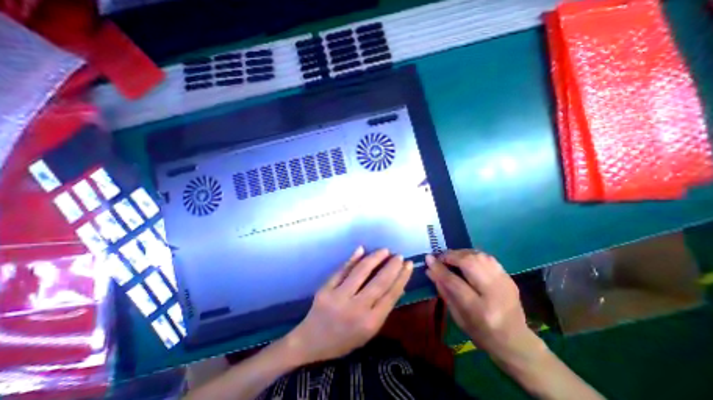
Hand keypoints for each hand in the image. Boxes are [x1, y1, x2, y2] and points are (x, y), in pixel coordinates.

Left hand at [283, 247, 411, 364]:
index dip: (402, 277)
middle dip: (392, 266)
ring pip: (361, 272)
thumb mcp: (369, 331)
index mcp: (370, 323)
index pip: (391, 295)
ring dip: (375, 258)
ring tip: (385, 250)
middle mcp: (356, 309)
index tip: (408, 265)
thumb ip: (383, 308)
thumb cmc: (344, 339)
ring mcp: (339, 297)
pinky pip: (342, 270)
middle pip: (379, 282)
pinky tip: (362, 249)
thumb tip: (398, 286)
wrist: (311, 342)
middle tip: (399, 255)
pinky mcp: (326, 289)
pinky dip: (353, 259)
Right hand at [425, 252, 543, 363]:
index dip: (439, 268)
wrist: (516, 342)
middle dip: (451, 256)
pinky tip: (465, 259)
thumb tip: (430, 270)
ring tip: (452, 257)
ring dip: (461, 253)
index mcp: (479, 310)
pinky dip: (473, 255)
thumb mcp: (457, 316)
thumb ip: (443, 291)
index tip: (428, 258)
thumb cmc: (481, 333)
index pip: (454, 282)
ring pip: (479, 256)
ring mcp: (505, 283)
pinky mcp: (509, 278)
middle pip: (470, 263)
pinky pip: (487, 257)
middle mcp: (494, 293)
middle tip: (440, 257)